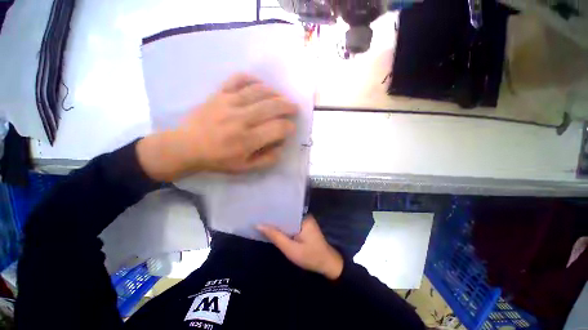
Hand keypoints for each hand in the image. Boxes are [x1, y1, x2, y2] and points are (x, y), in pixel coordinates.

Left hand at [137, 74, 297, 180]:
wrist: (186, 147)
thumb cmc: (218, 160)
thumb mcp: (245, 168)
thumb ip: (267, 159)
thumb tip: (281, 146)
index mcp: (247, 140)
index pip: (277, 128)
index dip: (289, 127)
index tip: (291, 128)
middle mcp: (241, 119)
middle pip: (272, 107)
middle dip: (288, 106)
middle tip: (294, 108)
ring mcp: (229, 103)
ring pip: (259, 91)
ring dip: (275, 93)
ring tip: (281, 97)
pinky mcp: (219, 94)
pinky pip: (238, 80)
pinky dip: (252, 79)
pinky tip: (260, 84)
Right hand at [258, 216, 343, 279]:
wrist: (327, 264)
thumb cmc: (310, 256)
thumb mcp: (290, 249)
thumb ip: (276, 236)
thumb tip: (259, 225)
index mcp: (303, 217)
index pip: (285, 210)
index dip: (272, 211)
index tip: (260, 210)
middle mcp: (304, 216)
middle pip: (286, 213)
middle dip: (273, 216)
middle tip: (258, 215)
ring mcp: (304, 221)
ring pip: (287, 219)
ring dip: (277, 221)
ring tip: (262, 220)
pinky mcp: (304, 226)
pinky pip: (291, 224)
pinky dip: (283, 226)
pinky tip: (273, 228)